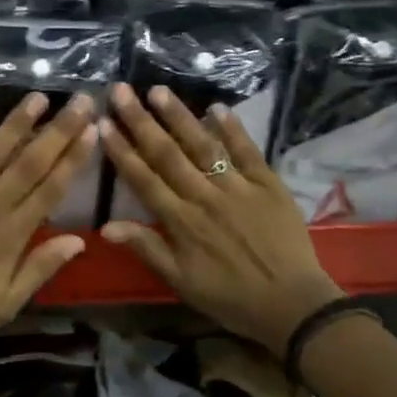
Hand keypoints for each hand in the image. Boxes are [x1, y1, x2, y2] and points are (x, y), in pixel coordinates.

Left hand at [0, 92, 99, 352]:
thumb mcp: (8, 303)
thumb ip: (41, 267)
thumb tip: (79, 240)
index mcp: (12, 235)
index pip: (51, 189)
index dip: (73, 158)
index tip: (91, 129)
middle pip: (29, 163)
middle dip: (57, 130)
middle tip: (80, 101)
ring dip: (16, 124)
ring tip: (38, 97)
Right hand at [99, 83, 341, 355]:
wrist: (293, 306)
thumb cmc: (230, 297)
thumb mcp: (181, 281)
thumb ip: (147, 248)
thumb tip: (106, 226)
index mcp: (181, 221)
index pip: (143, 178)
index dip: (121, 150)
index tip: (103, 122)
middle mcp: (204, 197)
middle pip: (167, 154)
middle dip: (141, 121)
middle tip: (121, 90)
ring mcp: (237, 187)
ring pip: (203, 146)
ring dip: (179, 117)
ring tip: (158, 90)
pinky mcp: (268, 185)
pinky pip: (247, 152)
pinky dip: (233, 129)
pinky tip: (217, 107)